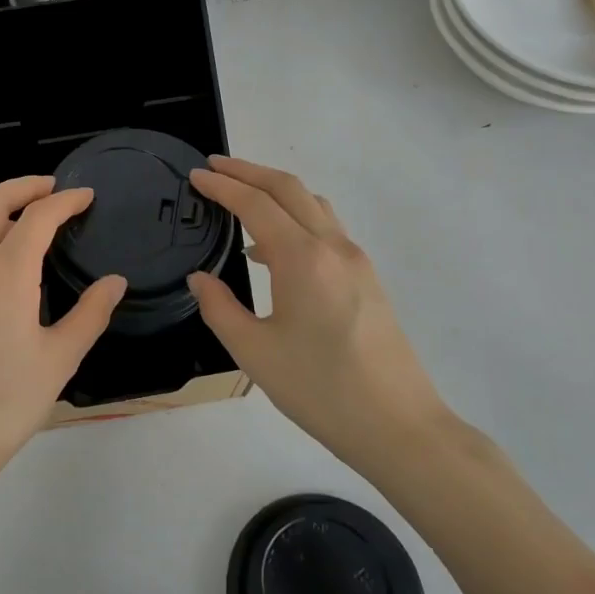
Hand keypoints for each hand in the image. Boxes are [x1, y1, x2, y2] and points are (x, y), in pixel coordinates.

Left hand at [0, 176, 126, 499]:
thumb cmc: (6, 404)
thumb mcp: (60, 360)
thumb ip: (90, 314)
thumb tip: (115, 281)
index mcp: (5, 274)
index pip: (37, 217)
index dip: (65, 200)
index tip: (86, 195)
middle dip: (24, 186)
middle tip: (53, 190)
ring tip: (23, 224)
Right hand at [186, 156, 449, 474]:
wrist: (399, 425)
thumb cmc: (320, 389)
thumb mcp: (254, 352)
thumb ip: (220, 308)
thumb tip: (200, 278)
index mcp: (302, 259)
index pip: (256, 204)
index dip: (223, 185)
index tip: (195, 175)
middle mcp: (333, 247)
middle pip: (289, 188)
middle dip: (249, 171)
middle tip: (214, 168)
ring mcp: (356, 261)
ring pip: (313, 204)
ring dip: (275, 190)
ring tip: (241, 197)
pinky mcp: (368, 278)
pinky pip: (326, 229)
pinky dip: (295, 217)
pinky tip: (273, 249)